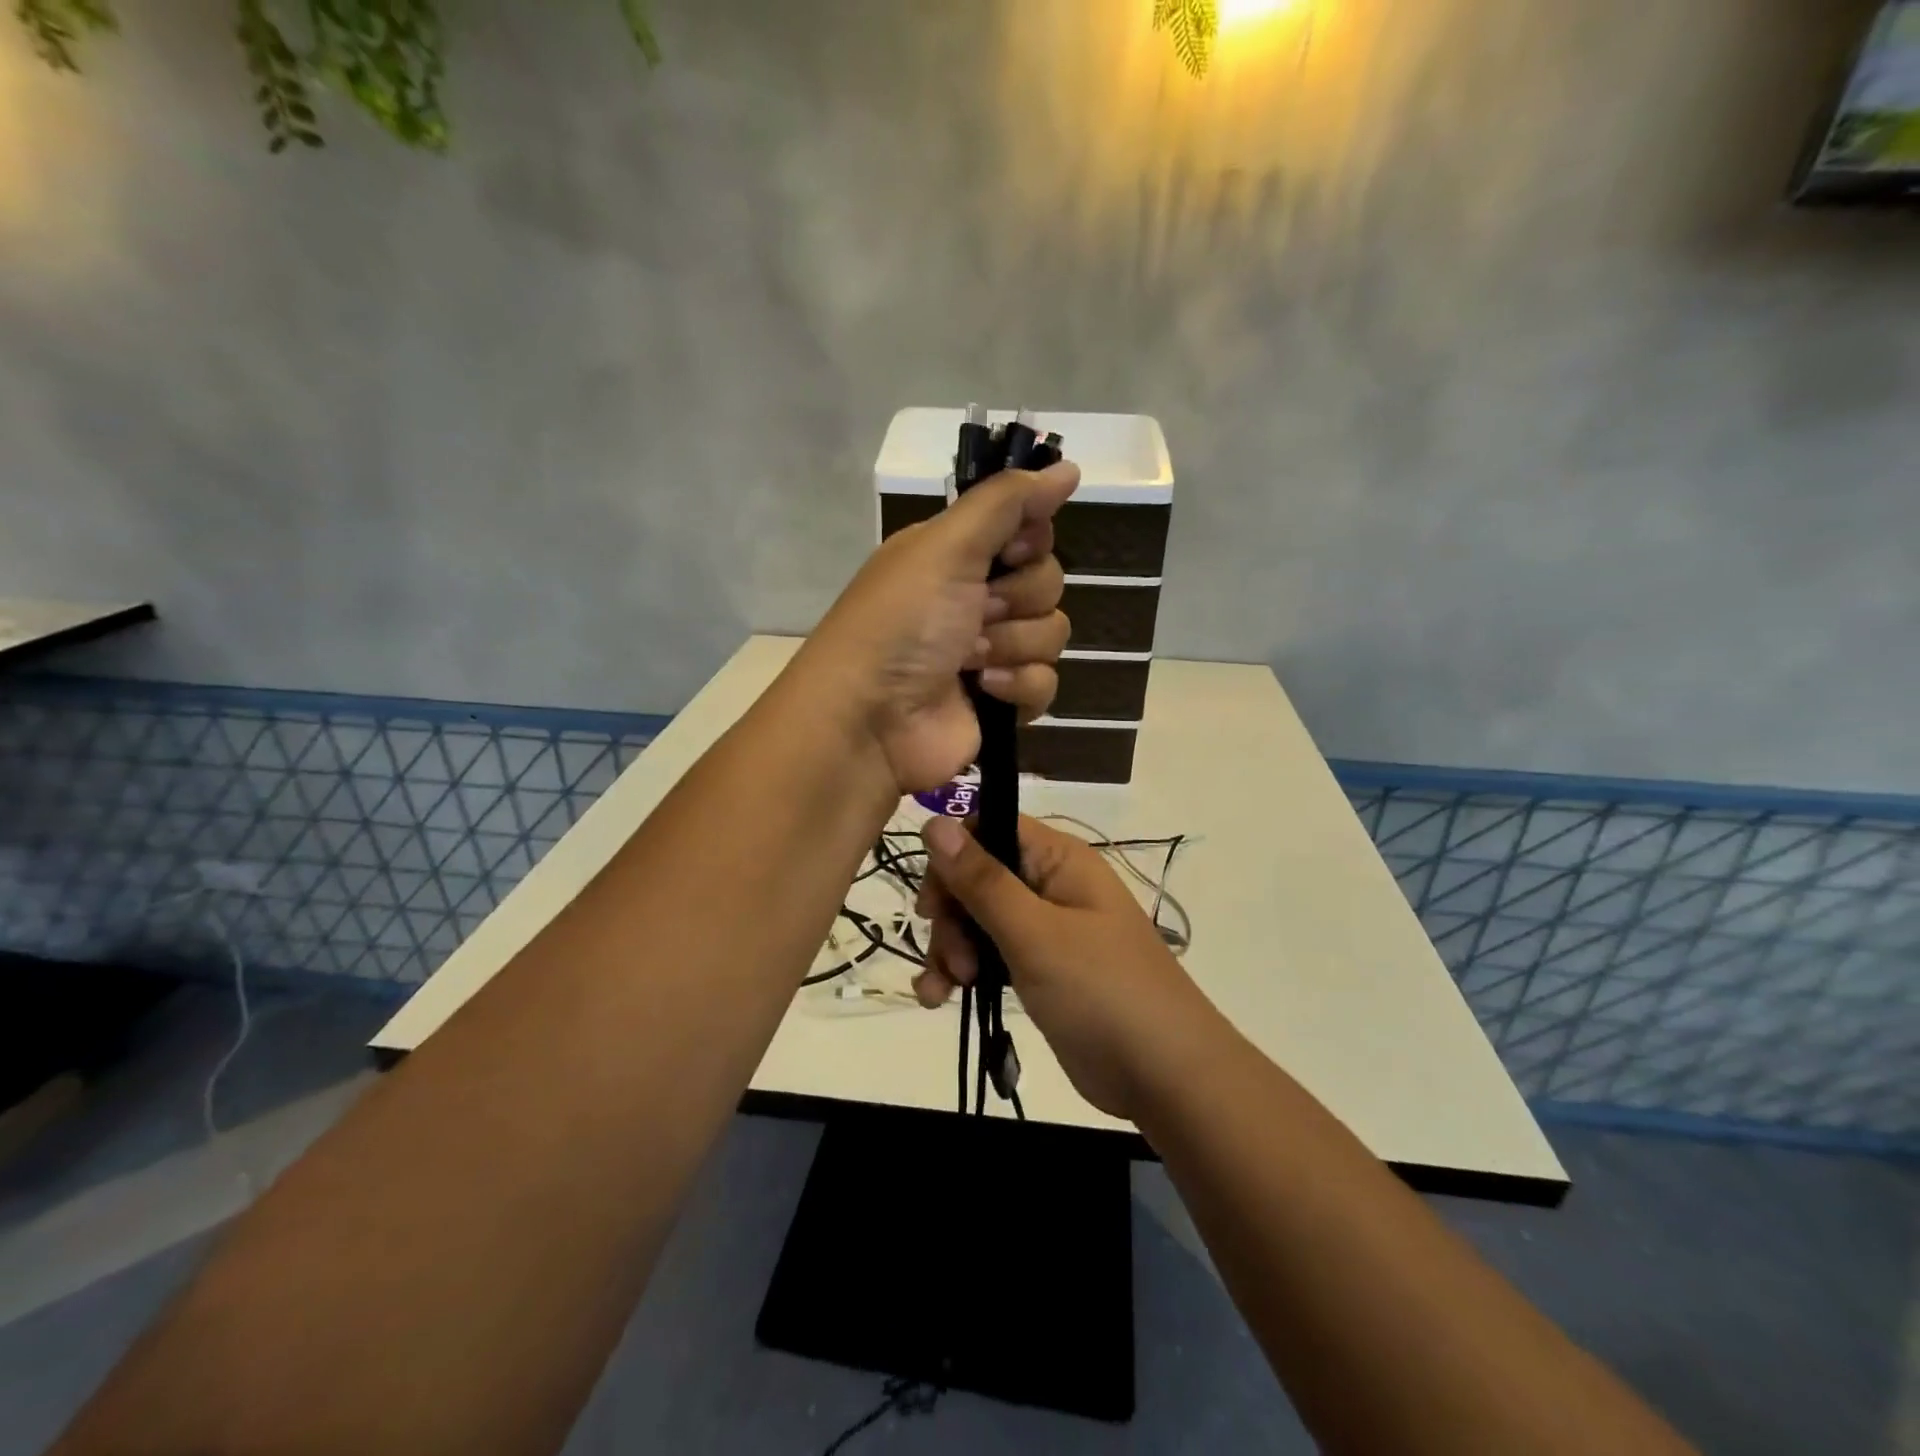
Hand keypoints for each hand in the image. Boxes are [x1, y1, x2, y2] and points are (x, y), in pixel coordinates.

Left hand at [796, 462, 1078, 793]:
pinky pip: (1046, 683)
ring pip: (1052, 633)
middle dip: (1017, 600)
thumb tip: (1068, 467)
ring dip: (1013, 645)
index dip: (1030, 541)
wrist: (870, 720)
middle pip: (1047, 582)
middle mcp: (975, 598)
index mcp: (957, 555)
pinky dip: (1018, 686)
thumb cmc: (902, 623)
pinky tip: (982, 691)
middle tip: (978, 613)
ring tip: (969, 660)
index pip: (1029, 531)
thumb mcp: (946, 546)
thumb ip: (1007, 502)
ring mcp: (989, 652)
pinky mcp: (1001, 701)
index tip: (1010, 552)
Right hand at [911, 814, 1214, 1120]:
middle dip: (951, 916)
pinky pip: (988, 956)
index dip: (952, 856)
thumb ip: (982, 880)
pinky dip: (962, 973)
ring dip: (950, 950)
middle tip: (952, 959)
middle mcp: (1049, 885)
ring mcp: (1044, 929)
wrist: (1164, 1076)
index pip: (989, 828)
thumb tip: (934, 821)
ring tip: (943, 991)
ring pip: (976, 920)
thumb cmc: (1101, 991)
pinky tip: (939, 1000)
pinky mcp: (1039, 970)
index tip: (932, 902)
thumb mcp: (1034, 933)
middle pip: (976, 878)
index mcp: (1058, 859)